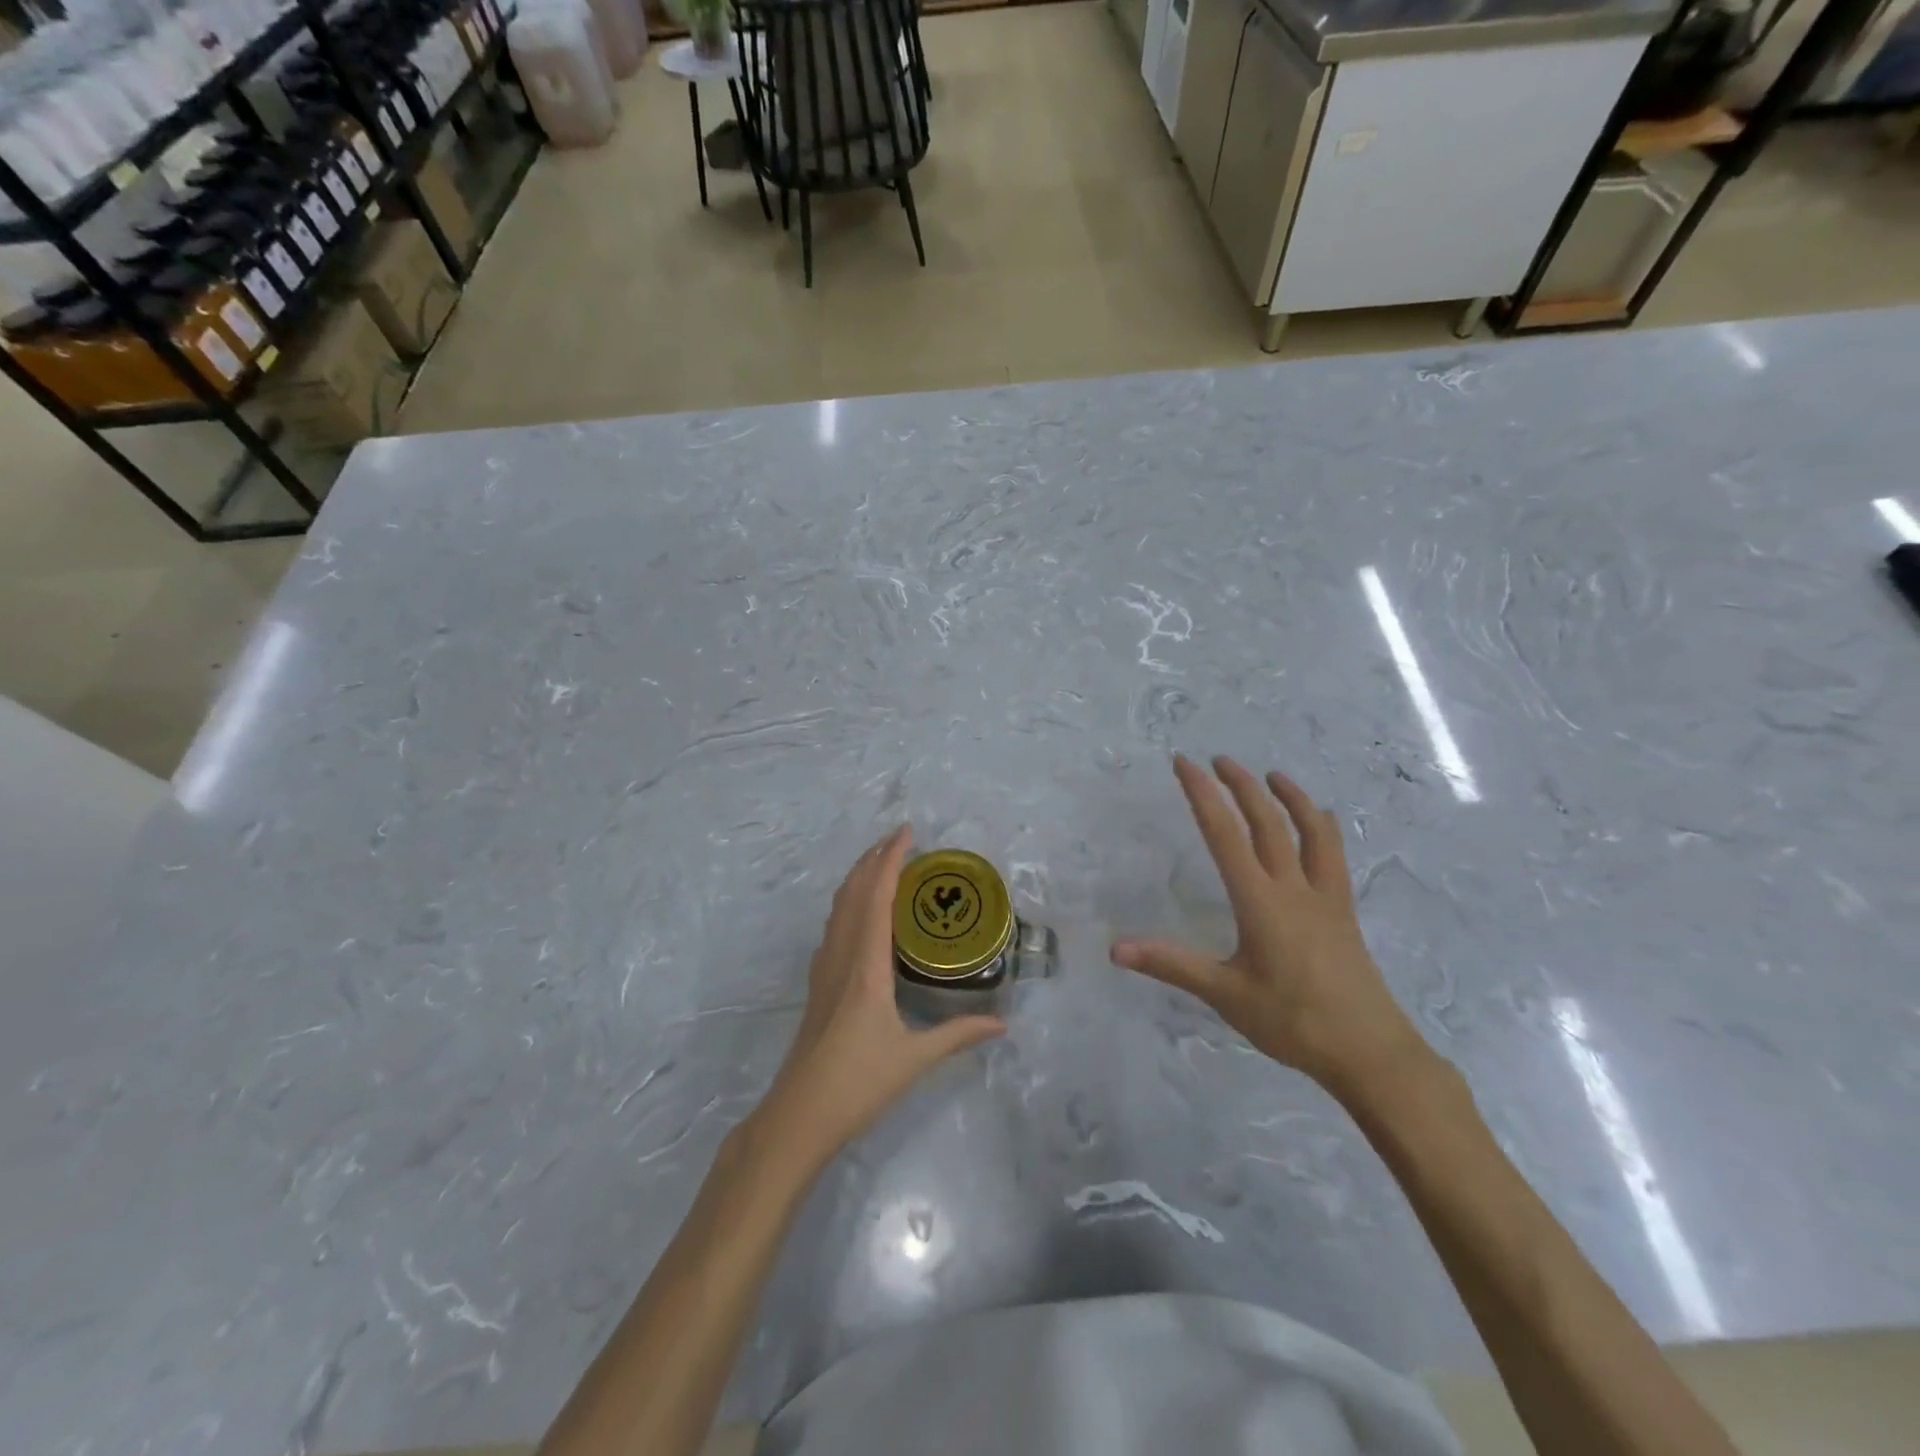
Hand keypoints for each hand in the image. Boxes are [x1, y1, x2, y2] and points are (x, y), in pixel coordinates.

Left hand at [756, 826, 1005, 1169]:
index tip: (907, 833)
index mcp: (866, 965)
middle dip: (873, 859)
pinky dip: (848, 904)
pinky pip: (833, 927)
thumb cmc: (857, 1084)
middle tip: (899, 840)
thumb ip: (959, 1036)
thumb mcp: (915, 1059)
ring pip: (838, 907)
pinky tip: (860, 915)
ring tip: (882, 865)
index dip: (890, 859)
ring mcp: (824, 969)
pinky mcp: (817, 985)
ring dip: (858, 878)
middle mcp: (841, 956)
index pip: (876, 896)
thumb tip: (1003, 1023)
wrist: (798, 1116)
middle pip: (852, 892)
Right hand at [1110, 755, 1426, 1098]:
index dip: (1202, 794)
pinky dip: (1322, 827)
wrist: (1370, 1052)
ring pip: (1310, 831)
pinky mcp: (1343, 911)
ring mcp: (1324, 897)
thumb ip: (1171, 964)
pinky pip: (1333, 856)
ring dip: (1290, 797)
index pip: (1224, 834)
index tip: (1185, 763)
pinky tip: (1320, 822)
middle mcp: (1293, 887)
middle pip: (1267, 822)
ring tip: (1271, 775)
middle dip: (1240, 785)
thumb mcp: (1225, 994)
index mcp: (1259, 901)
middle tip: (1218, 759)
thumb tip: (1116, 948)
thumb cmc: (1293, 1022)